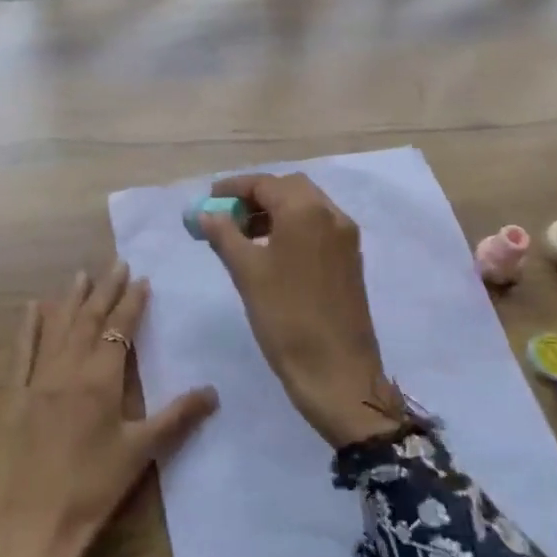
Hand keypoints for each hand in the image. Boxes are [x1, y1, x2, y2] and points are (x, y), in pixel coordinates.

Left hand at [0, 263, 218, 556]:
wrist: (28, 528)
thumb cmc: (91, 491)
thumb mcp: (139, 454)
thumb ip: (176, 418)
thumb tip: (214, 390)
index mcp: (101, 380)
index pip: (120, 329)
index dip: (131, 302)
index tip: (141, 279)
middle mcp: (68, 369)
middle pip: (89, 320)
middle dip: (105, 290)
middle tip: (116, 263)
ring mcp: (36, 380)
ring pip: (57, 328)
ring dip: (71, 299)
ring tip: (81, 274)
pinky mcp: (12, 396)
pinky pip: (21, 351)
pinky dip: (28, 327)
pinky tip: (33, 307)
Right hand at [200, 174, 399, 448]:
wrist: (337, 372)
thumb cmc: (286, 317)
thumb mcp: (247, 272)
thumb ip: (224, 235)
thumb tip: (206, 213)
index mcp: (307, 211)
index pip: (265, 183)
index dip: (233, 188)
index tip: (209, 199)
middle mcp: (332, 215)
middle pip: (289, 189)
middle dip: (256, 197)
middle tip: (227, 216)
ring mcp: (346, 238)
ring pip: (306, 208)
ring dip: (275, 212)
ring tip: (243, 236)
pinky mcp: (350, 260)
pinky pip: (318, 228)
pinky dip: (292, 228)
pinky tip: (270, 252)